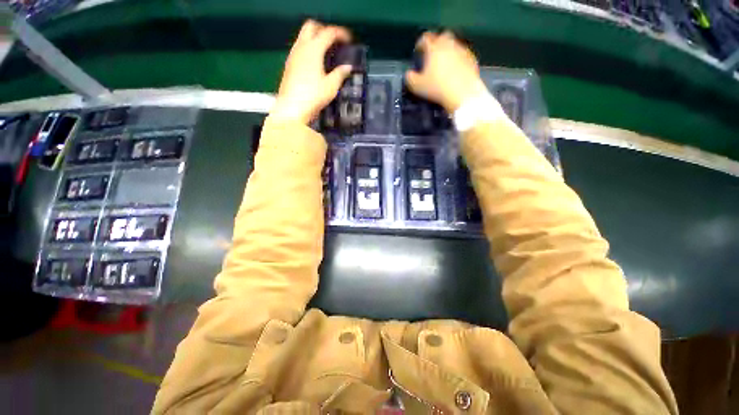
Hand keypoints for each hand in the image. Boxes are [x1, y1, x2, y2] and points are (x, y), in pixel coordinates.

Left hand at [271, 20, 352, 123]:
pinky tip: (315, 62)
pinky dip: (309, 48)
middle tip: (335, 41)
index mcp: (314, 49)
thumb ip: (340, 74)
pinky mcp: (289, 65)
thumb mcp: (331, 87)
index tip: (349, 40)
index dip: (340, 34)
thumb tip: (348, 67)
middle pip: (312, 26)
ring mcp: (293, 55)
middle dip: (324, 30)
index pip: (328, 33)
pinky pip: (300, 48)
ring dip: (315, 39)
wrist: (291, 108)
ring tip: (327, 52)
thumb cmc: (313, 97)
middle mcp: (301, 47)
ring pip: (304, 37)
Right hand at [405, 32, 488, 113]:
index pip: (425, 38)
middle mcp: (448, 44)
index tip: (418, 52)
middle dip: (436, 43)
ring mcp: (462, 50)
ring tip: (444, 64)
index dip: (420, 44)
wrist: (462, 93)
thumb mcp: (417, 86)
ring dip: (448, 51)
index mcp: (434, 47)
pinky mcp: (471, 58)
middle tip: (432, 55)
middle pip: (442, 36)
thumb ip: (410, 78)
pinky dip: (458, 59)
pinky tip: (455, 70)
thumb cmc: (437, 88)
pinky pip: (462, 54)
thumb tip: (409, 74)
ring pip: (453, 45)